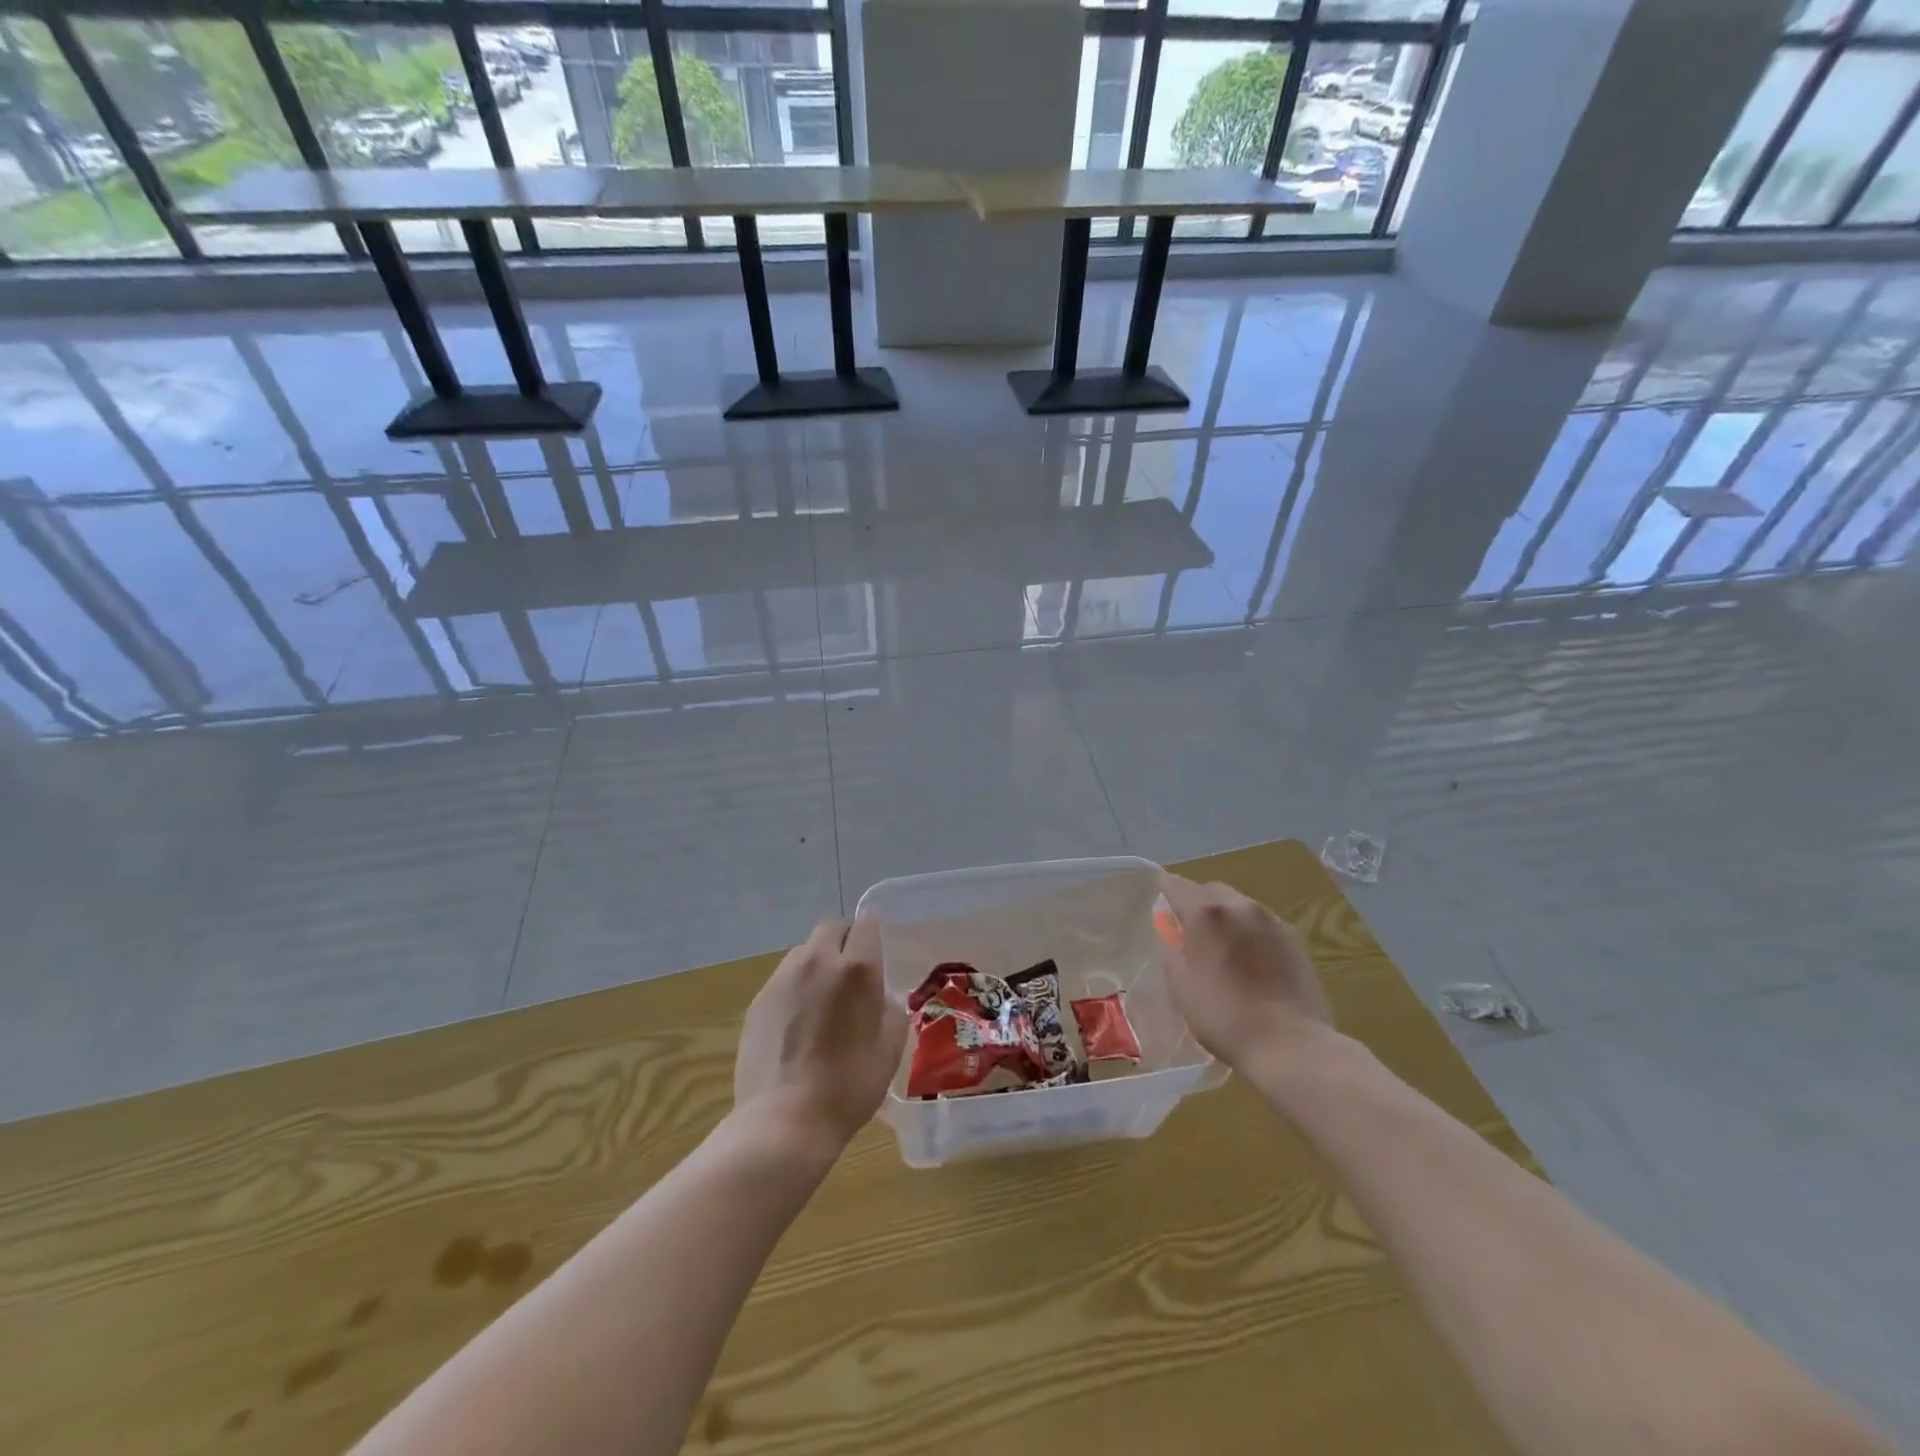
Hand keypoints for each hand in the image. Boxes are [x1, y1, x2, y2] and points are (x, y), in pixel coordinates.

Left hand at [735, 918, 907, 1152]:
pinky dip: (794, 990)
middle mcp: (817, 961)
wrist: (785, 1121)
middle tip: (850, 975)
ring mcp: (782, 979)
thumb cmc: (849, 1085)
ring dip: (816, 964)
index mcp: (857, 969)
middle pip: (830, 929)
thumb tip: (879, 996)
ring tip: (821, 1002)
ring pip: (803, 952)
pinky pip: (782, 980)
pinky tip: (796, 1026)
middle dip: (843, 941)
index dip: (872, 934)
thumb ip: (890, 1009)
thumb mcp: (891, 1047)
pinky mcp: (757, 1001)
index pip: (866, 924)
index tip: (876, 952)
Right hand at [1158, 873, 1332, 1069]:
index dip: (1164, 892)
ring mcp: (1270, 920)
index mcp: (1205, 913)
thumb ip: (1172, 950)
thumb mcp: (1181, 986)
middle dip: (1197, 903)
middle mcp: (1239, 905)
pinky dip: (1248, 931)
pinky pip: (1260, 923)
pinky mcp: (1293, 938)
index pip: (1175, 884)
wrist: (1291, 1044)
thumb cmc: (1225, 1016)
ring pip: (1238, 904)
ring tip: (1223, 947)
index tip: (1161, 908)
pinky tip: (1250, 959)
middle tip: (1191, 931)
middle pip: (1210, 890)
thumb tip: (1173, 934)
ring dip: (1225, 917)